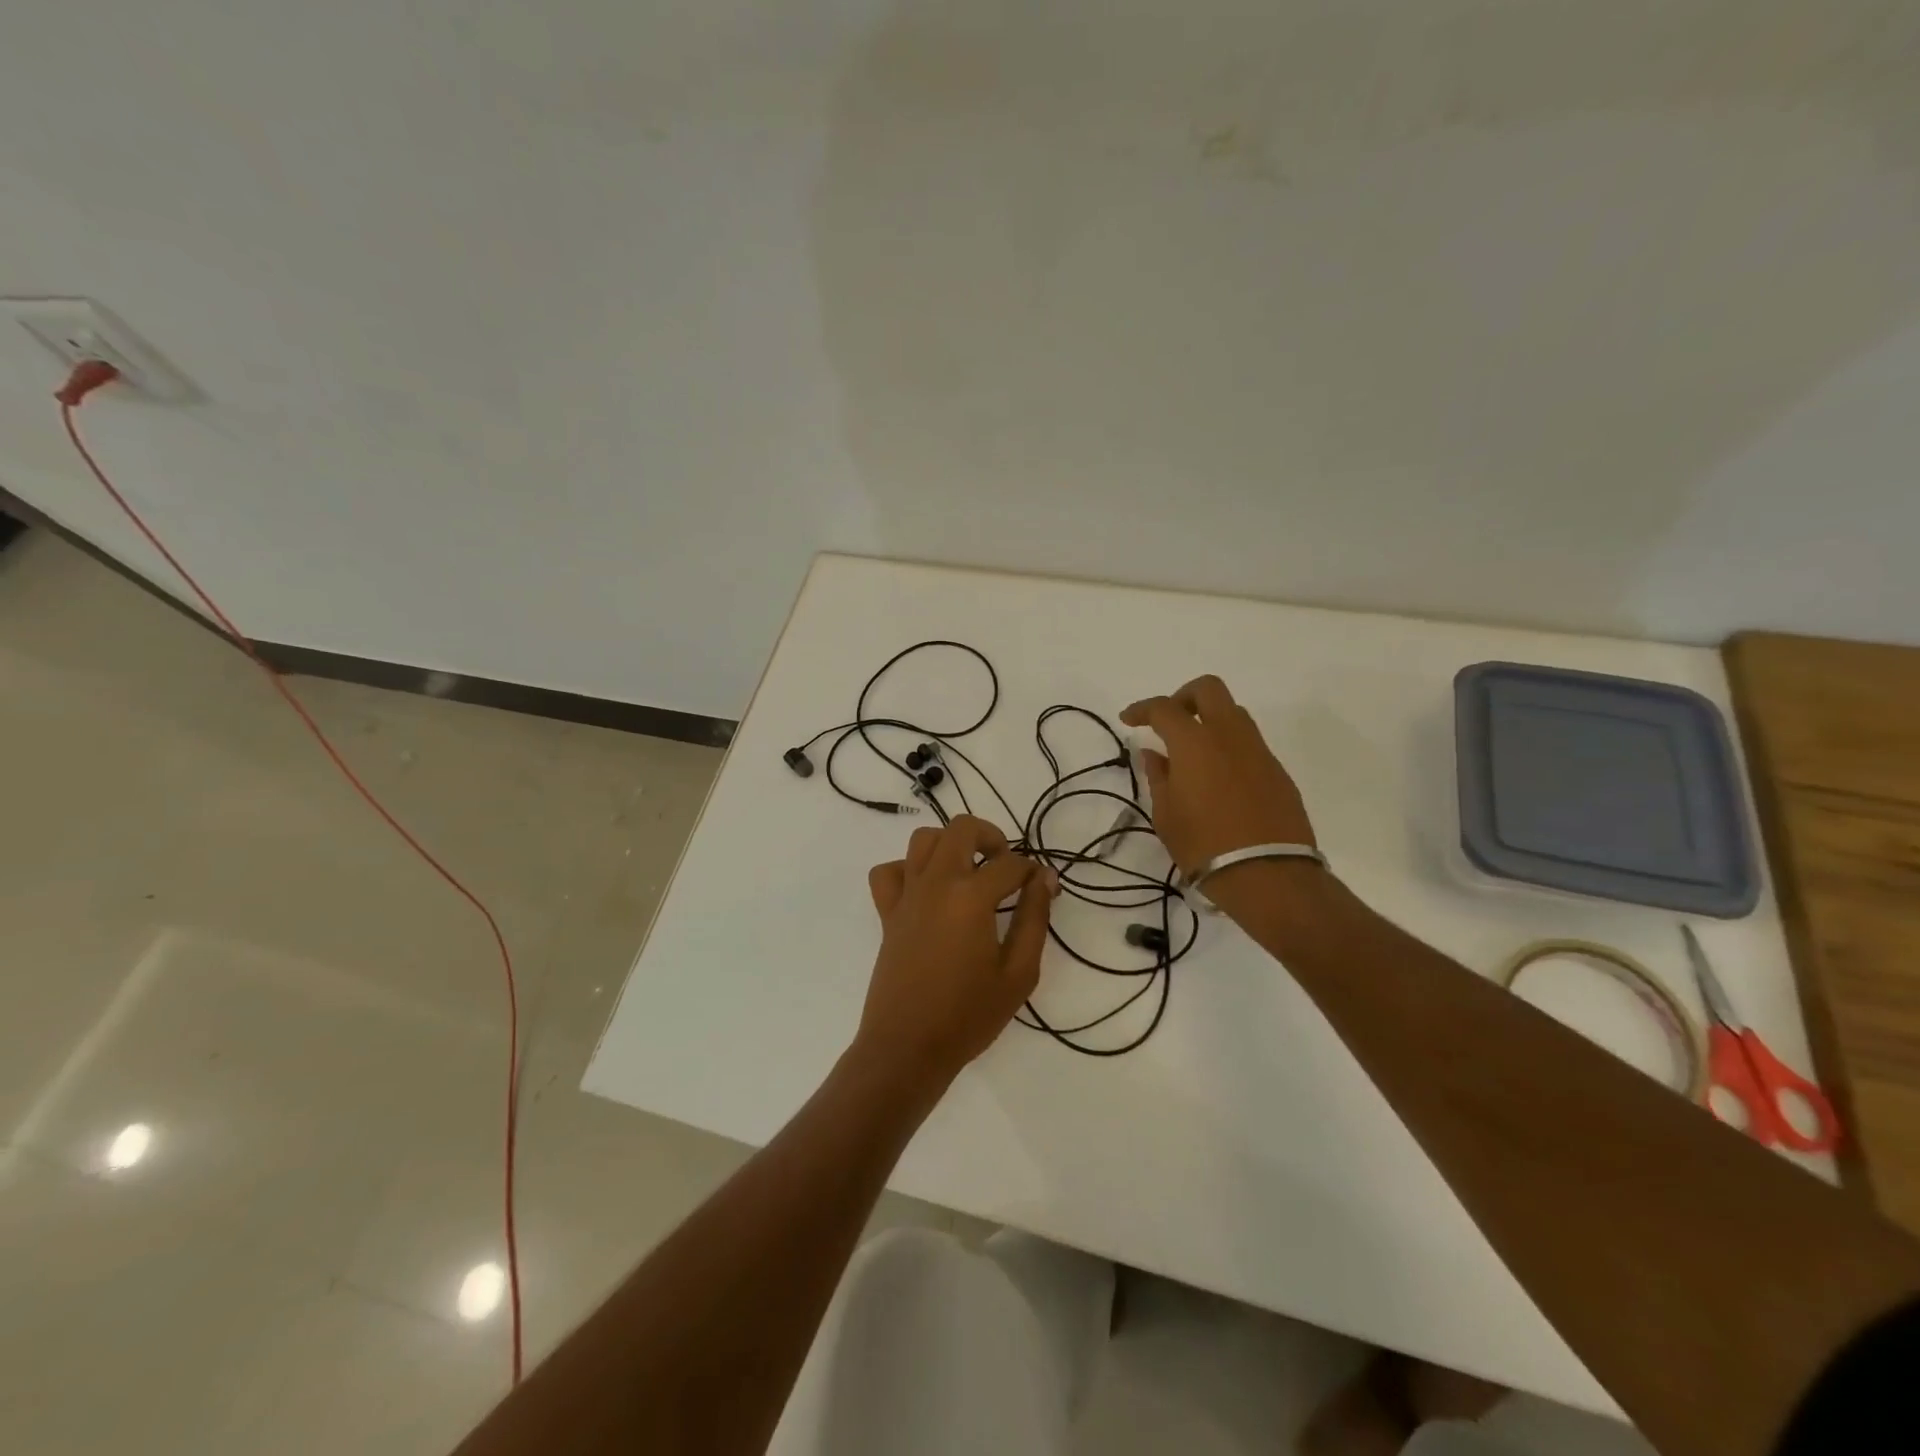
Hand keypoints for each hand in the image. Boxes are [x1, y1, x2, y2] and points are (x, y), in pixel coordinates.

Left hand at [859, 816, 1057, 1094]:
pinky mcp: (887, 912)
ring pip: (923, 839)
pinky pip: (889, 871)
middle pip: (962, 828)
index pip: (1010, 864)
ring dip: (950, 844)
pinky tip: (926, 890)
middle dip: (991, 836)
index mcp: (971, 897)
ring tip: (969, 871)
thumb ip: (1035, 919)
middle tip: (1005, 867)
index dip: (1033, 871)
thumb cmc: (969, 1015)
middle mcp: (936, 883)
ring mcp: (907, 895)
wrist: (908, 1047)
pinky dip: (908, 869)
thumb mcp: (1018, 973)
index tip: (1043, 886)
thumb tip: (1044, 878)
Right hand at [1120, 675, 1315, 875]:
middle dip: (1184, 696)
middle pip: (1208, 689)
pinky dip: (1229, 747)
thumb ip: (1159, 777)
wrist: (1268, 873)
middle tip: (1169, 721)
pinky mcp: (1277, 771)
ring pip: (1234, 713)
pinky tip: (1219, 777)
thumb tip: (1154, 754)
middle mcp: (1229, 736)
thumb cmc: (1204, 845)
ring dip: (1210, 720)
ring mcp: (1258, 751)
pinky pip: (1249, 743)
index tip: (1129, 720)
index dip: (1142, 709)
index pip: (1163, 708)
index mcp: (1194, 742)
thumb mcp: (1166, 814)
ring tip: (1194, 751)